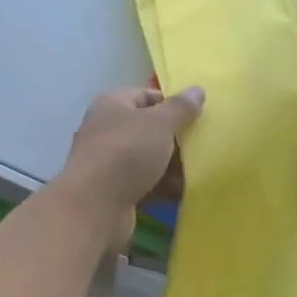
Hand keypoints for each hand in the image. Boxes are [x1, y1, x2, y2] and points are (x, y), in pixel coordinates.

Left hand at [58, 86, 204, 234]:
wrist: (94, 206)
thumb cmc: (127, 152)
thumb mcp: (160, 124)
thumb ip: (180, 108)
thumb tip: (197, 90)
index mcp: (112, 105)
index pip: (146, 95)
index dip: (172, 104)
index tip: (197, 116)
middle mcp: (105, 129)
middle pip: (147, 128)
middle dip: (174, 138)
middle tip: (201, 145)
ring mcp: (107, 161)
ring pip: (146, 158)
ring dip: (171, 164)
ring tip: (198, 170)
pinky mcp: (111, 190)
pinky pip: (142, 182)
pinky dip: (161, 185)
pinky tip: (183, 191)